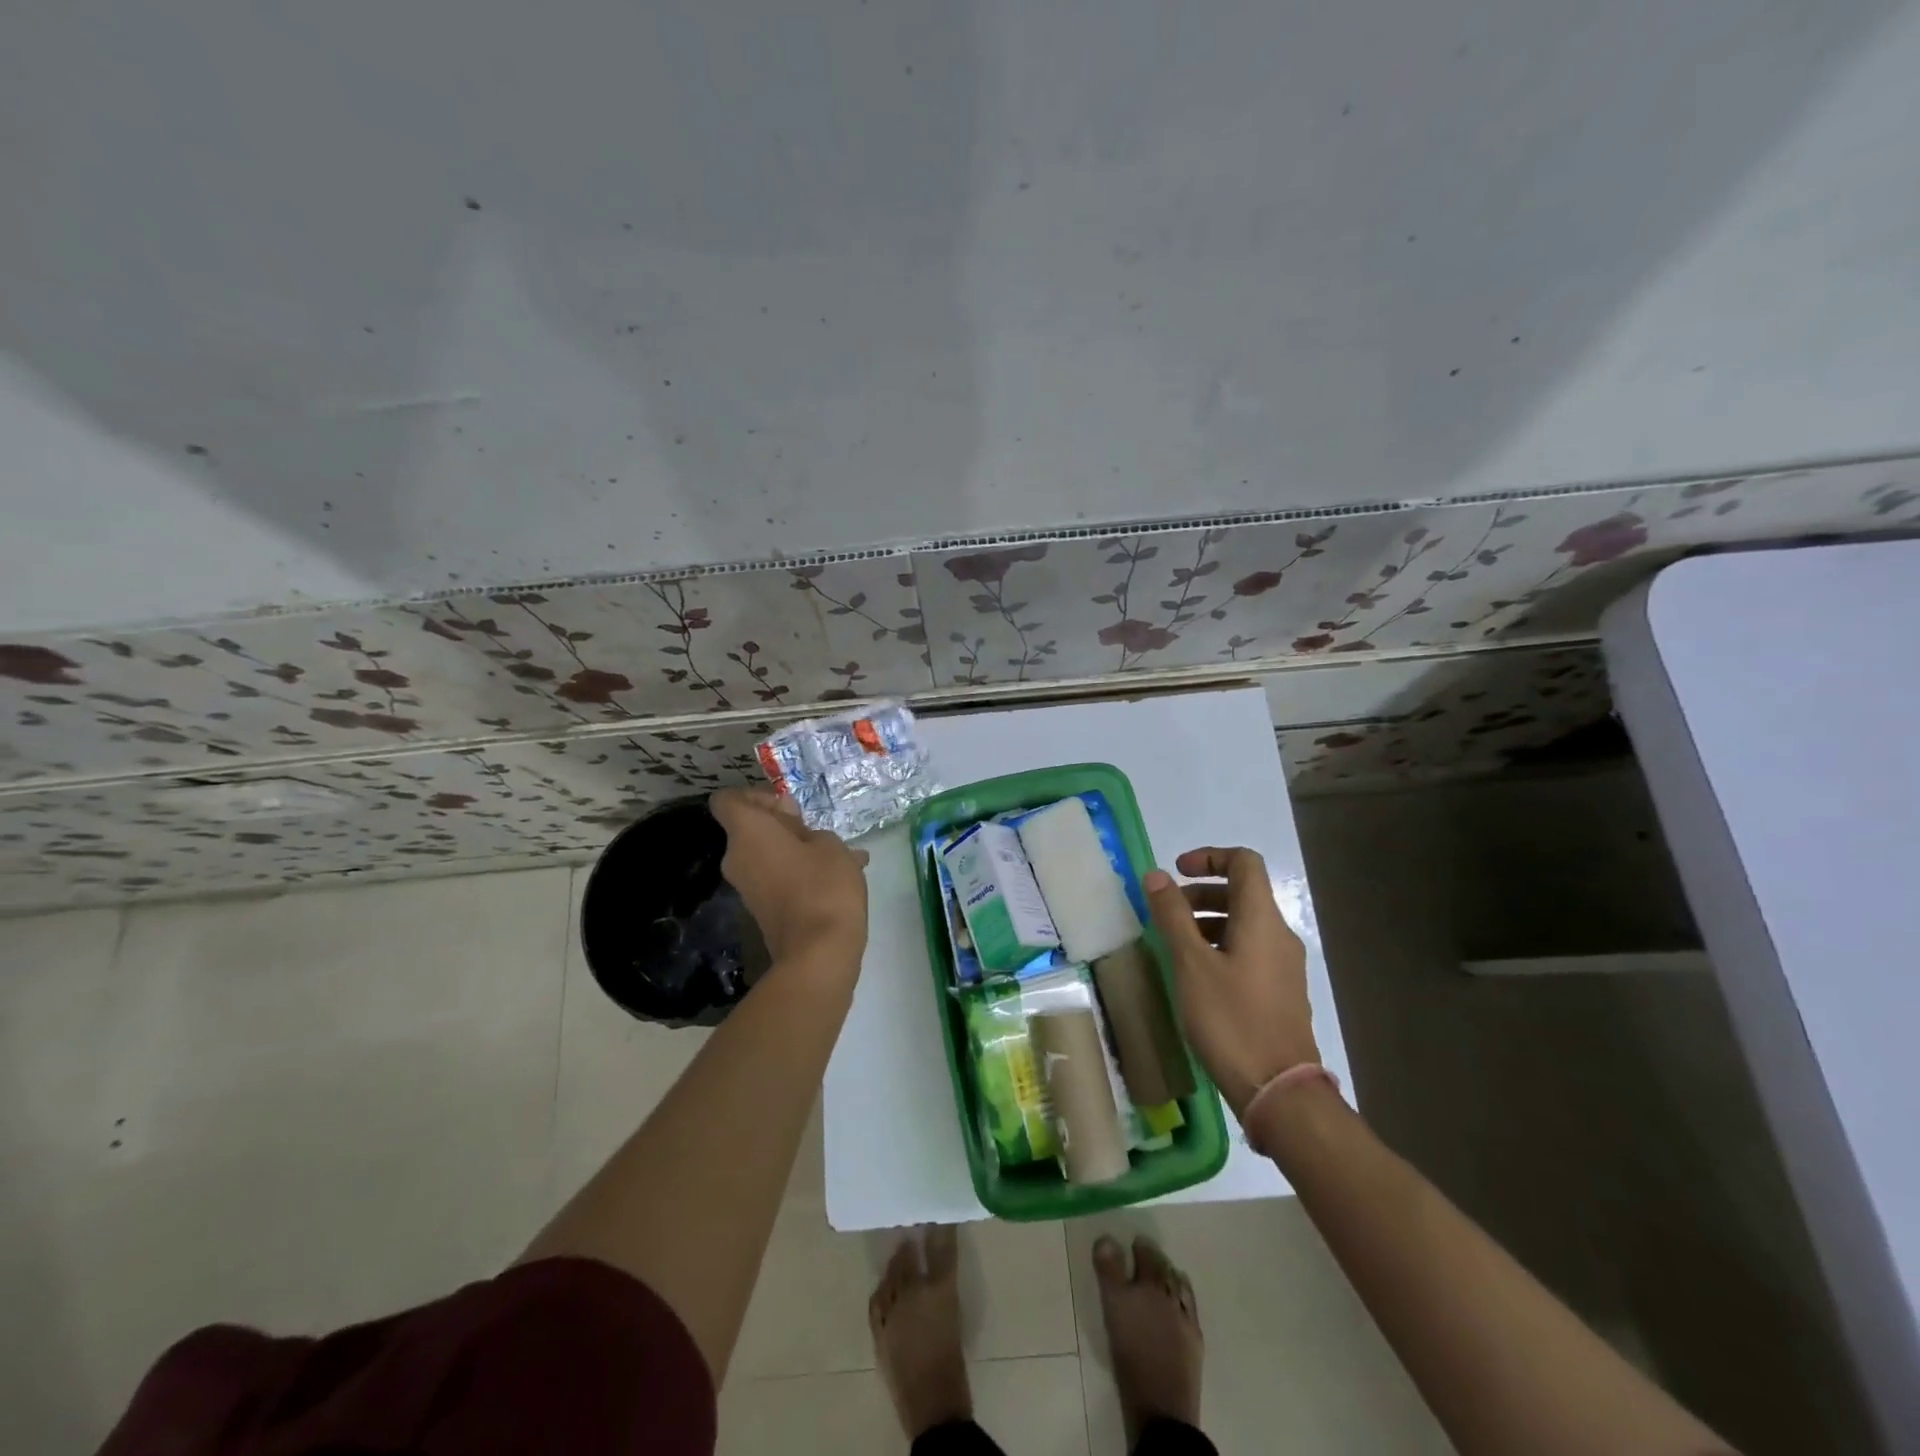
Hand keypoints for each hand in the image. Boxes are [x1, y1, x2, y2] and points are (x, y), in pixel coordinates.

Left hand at [711, 787, 870, 963]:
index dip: (755, 796)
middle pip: (750, 829)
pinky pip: (777, 878)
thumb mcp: (830, 845)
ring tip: (842, 855)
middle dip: (784, 825)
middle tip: (818, 831)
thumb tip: (790, 823)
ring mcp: (748, 887)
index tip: (787, 806)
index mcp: (747, 833)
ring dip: (798, 850)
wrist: (818, 953)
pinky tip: (840, 878)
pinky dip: (801, 873)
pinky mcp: (763, 910)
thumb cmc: (823, 886)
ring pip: (768, 855)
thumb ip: (807, 829)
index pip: (727, 800)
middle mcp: (737, 858)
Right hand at [1143, 847, 1318, 1118]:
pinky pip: (1249, 950)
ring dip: (1208, 921)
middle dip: (1202, 893)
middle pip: (1243, 893)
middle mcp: (1279, 935)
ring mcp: (1283, 965)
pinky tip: (1196, 975)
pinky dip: (1220, 946)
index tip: (1177, 873)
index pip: (1244, 862)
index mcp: (1262, 920)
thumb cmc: (1231, 1020)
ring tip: (1175, 945)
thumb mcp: (1191, 964)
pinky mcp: (1280, 992)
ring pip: (1244, 924)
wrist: (1279, 1091)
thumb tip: (1157, 875)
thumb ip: (1173, 915)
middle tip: (1167, 912)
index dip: (1210, 857)